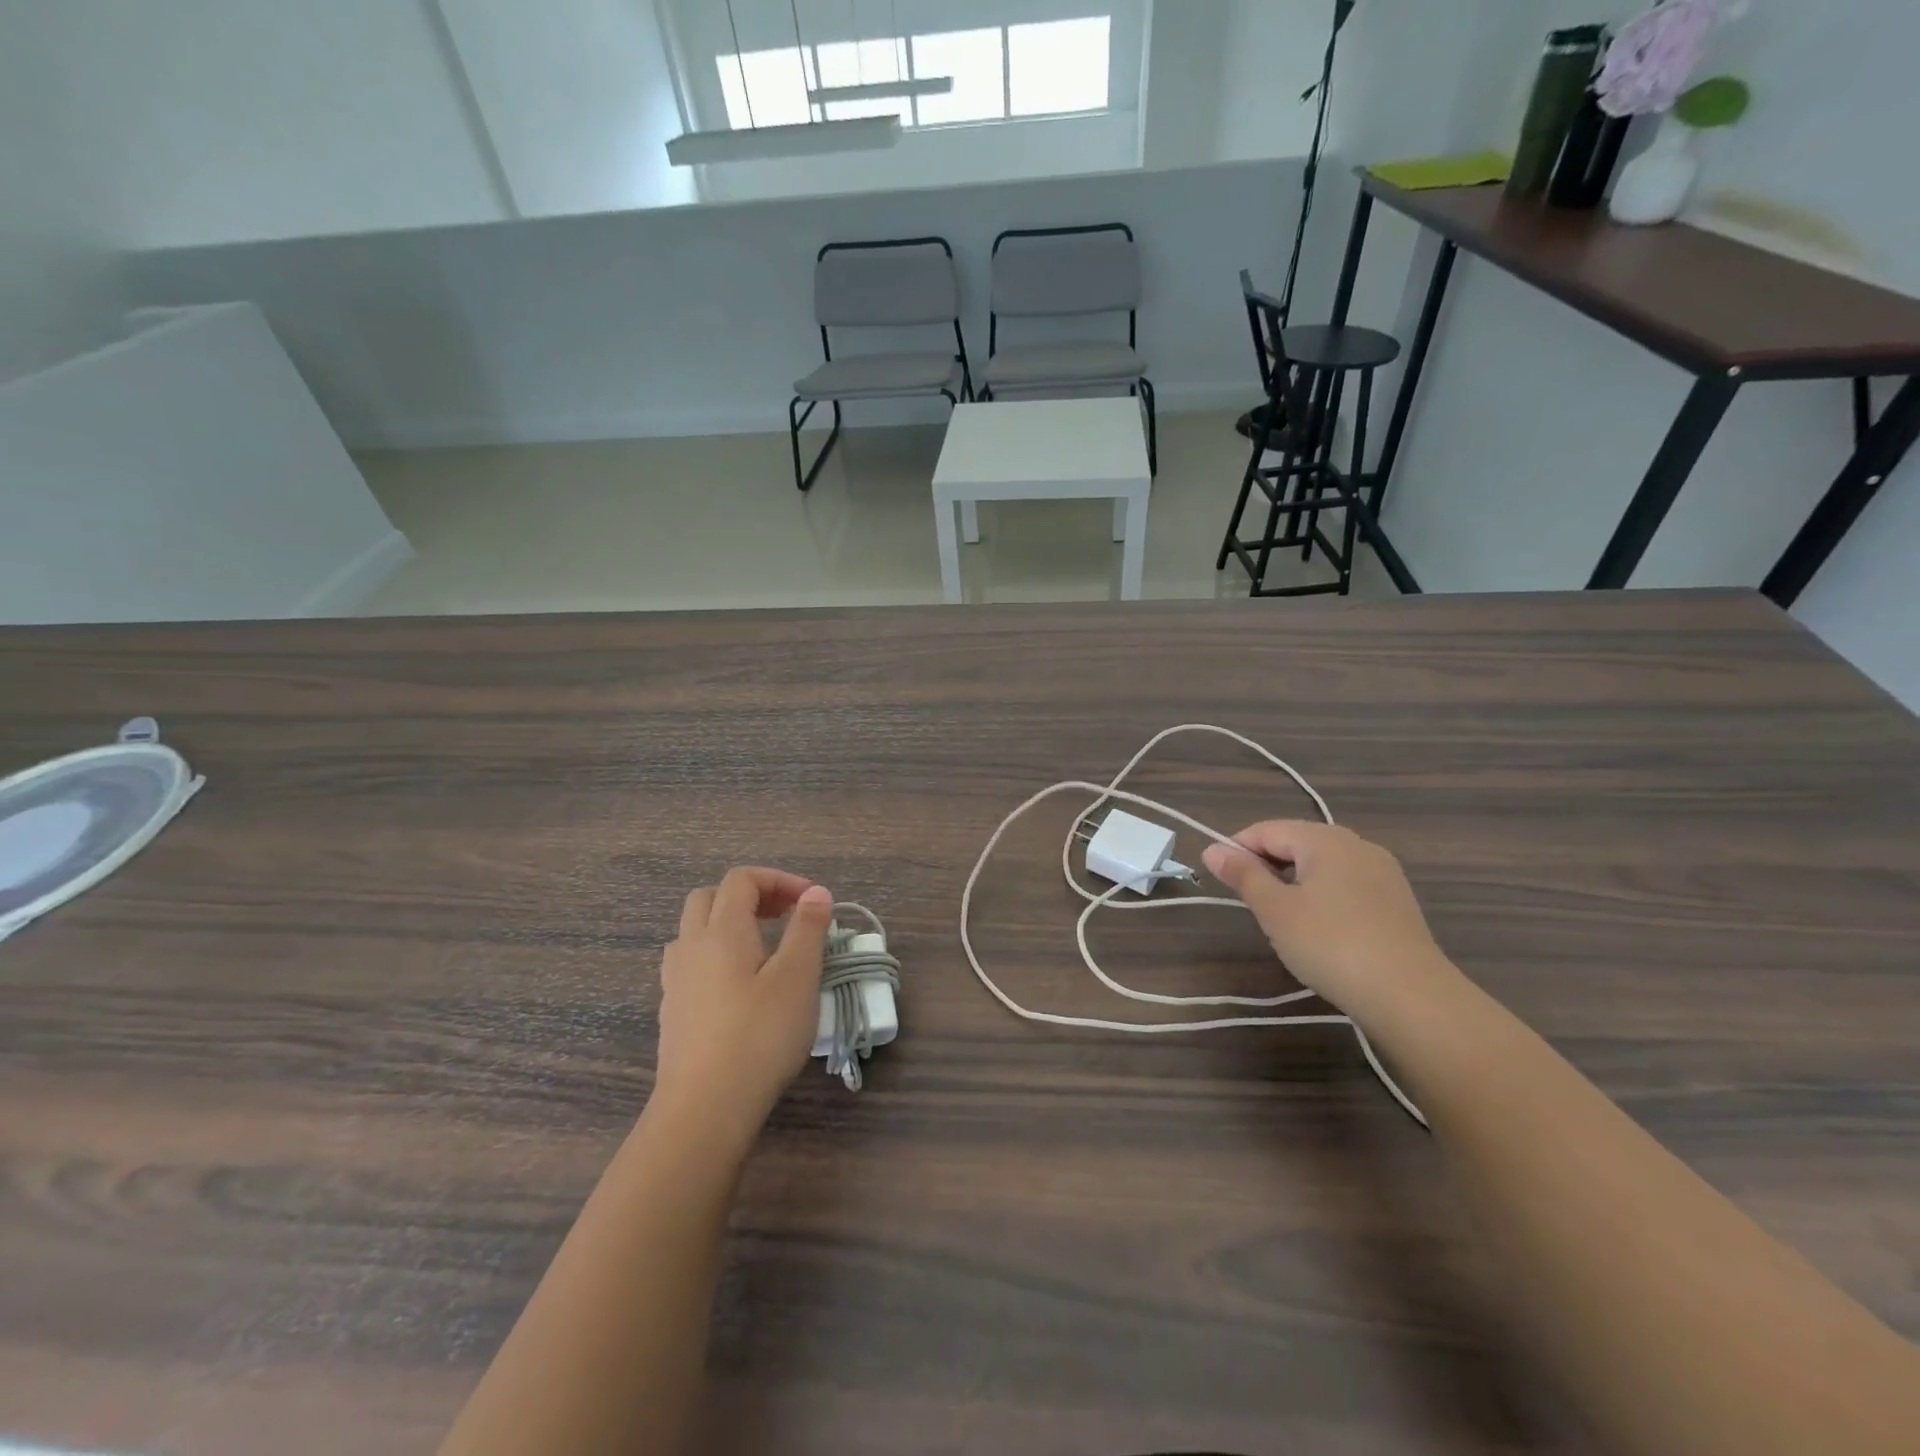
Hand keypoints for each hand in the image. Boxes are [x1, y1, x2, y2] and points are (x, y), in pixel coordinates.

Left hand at [655, 867, 833, 1127]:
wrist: (704, 1109)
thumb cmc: (759, 1036)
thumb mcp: (798, 977)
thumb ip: (808, 929)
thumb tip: (815, 893)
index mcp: (721, 930)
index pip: (742, 879)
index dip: (779, 880)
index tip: (813, 902)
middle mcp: (691, 946)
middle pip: (710, 897)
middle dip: (750, 896)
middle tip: (785, 917)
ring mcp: (675, 981)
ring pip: (694, 931)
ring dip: (727, 926)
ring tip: (763, 950)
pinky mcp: (671, 1013)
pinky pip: (690, 965)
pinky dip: (716, 957)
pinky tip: (739, 988)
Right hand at [1202, 821, 1455, 1023]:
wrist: (1410, 995)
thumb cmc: (1330, 944)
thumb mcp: (1275, 910)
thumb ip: (1243, 875)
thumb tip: (1212, 849)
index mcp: (1324, 839)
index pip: (1267, 829)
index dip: (1237, 849)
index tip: (1218, 878)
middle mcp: (1356, 844)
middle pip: (1296, 842)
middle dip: (1266, 865)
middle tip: (1248, 901)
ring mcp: (1382, 871)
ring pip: (1322, 864)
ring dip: (1294, 881)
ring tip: (1281, 917)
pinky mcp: (1396, 900)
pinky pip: (1346, 883)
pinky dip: (1323, 895)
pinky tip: (1320, 928)